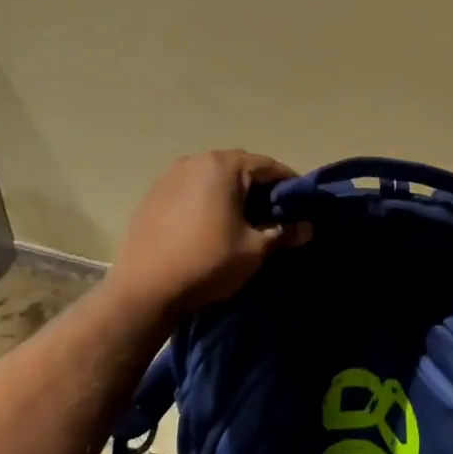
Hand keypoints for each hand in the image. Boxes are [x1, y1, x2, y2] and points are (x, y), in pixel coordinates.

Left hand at [107, 151, 309, 317]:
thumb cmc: (207, 263)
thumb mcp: (254, 250)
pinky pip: (190, 188)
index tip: (301, 204)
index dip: (289, 184)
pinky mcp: (152, 194)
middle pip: (240, 166)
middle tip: (274, 213)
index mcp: (224, 166)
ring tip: (242, 219)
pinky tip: (209, 224)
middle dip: (260, 186)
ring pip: (213, 176)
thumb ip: (284, 233)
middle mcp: (196, 161)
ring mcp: (170, 176)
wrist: (144, 292)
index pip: (269, 166)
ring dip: (231, 191)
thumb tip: (308, 227)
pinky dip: (206, 199)